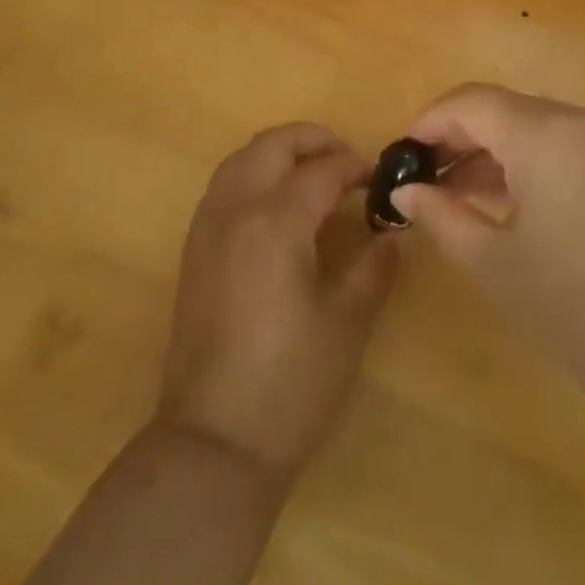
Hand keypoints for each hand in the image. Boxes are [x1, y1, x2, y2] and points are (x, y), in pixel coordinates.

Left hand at [158, 123, 397, 481]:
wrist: (214, 443)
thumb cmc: (290, 384)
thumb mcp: (347, 322)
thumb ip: (373, 267)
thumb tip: (391, 233)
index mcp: (275, 222)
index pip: (321, 170)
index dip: (354, 167)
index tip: (379, 180)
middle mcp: (235, 210)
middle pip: (272, 145)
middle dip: (313, 141)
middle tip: (347, 162)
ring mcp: (207, 228)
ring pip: (241, 159)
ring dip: (279, 154)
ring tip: (314, 175)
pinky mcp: (194, 250)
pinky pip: (224, 186)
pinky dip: (254, 174)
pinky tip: (278, 205)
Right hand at [392, 85, 584, 426]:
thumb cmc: (576, 308)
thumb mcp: (493, 262)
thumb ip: (441, 215)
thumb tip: (404, 191)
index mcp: (544, 133)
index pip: (470, 103)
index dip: (429, 123)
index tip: (401, 158)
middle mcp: (578, 120)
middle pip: (501, 108)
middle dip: (457, 137)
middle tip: (422, 180)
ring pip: (532, 125)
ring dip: (490, 150)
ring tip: (454, 194)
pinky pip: (562, 145)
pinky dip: (526, 162)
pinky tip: (503, 201)